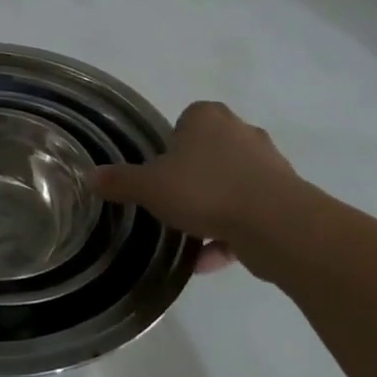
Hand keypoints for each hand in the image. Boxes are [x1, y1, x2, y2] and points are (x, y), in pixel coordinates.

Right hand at [97, 101, 317, 268]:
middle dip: (192, 180)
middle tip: (173, 204)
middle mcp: (241, 131)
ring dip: (211, 211)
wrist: (275, 224)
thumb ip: (121, 181)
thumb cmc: (205, 190)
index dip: (170, 149)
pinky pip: (248, 212)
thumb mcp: (150, 187)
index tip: (160, 175)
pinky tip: (209, 260)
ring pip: (229, 185)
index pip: (184, 122)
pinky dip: (229, 234)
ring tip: (190, 239)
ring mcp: (268, 164)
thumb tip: (90, 176)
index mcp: (208, 117)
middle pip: (208, 154)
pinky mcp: (286, 196)